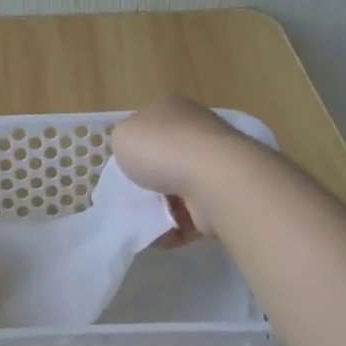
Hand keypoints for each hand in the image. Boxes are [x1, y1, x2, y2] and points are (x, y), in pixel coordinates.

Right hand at [112, 96, 260, 236]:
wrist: (213, 179)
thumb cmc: (162, 149)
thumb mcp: (122, 135)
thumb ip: (124, 142)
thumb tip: (137, 152)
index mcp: (173, 109)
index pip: (151, 123)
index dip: (135, 144)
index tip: (123, 167)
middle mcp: (197, 132)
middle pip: (166, 158)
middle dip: (149, 180)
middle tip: (130, 196)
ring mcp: (214, 165)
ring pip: (178, 189)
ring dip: (160, 208)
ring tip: (141, 220)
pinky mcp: (222, 196)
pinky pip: (191, 216)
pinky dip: (174, 228)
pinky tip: (159, 236)